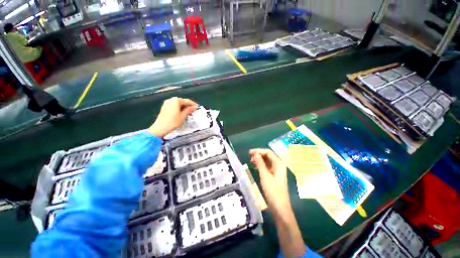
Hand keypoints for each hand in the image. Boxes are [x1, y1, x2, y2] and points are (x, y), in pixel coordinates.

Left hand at [148, 97, 197, 136]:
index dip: (193, 104)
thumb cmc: (172, 122)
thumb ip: (188, 110)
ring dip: (182, 107)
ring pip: (177, 104)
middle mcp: (171, 99)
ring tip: (187, 113)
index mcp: (176, 100)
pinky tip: (180, 113)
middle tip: (192, 111)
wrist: (160, 128)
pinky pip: (173, 106)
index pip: (187, 101)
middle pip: (182, 101)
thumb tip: (194, 107)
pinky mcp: (164, 107)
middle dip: (187, 106)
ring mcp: (167, 103)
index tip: (197, 107)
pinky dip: (177, 108)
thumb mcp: (182, 117)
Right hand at [249, 148, 290, 214]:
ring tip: (251, 162)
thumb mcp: (265, 176)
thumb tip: (256, 154)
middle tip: (249, 158)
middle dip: (260, 155)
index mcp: (279, 164)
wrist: (279, 205)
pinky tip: (256, 169)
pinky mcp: (276, 178)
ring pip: (269, 163)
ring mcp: (278, 172)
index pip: (269, 152)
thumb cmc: (272, 191)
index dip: (259, 151)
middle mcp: (280, 166)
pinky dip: (262, 167)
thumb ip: (260, 164)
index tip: (249, 153)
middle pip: (269, 157)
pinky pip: (269, 168)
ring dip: (260, 161)